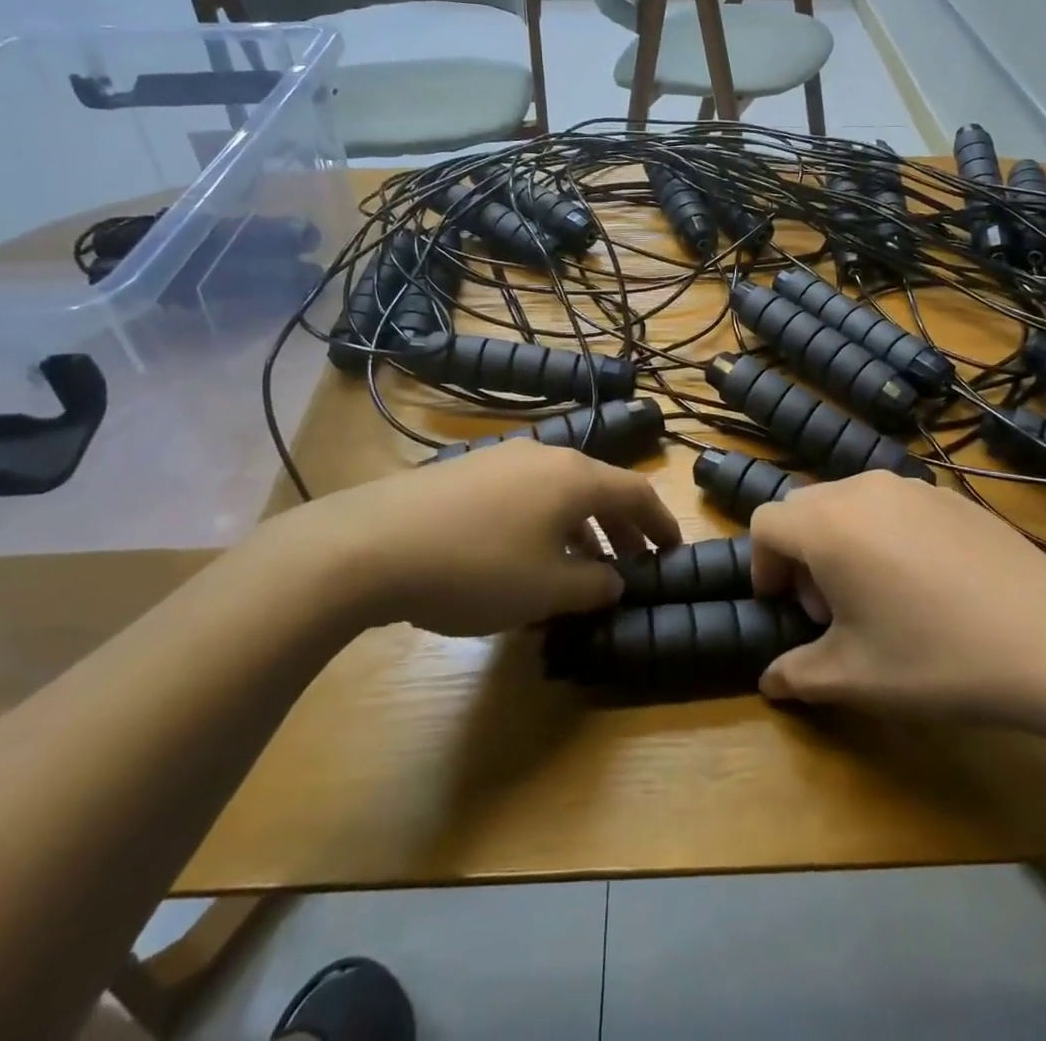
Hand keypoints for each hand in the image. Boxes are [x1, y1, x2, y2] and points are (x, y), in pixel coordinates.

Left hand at [244, 441, 679, 637]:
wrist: (372, 544)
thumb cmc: (476, 568)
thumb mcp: (546, 588)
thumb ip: (593, 584)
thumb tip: (614, 580)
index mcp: (575, 477)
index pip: (637, 492)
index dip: (661, 524)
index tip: (673, 552)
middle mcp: (545, 456)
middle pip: (599, 488)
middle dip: (621, 529)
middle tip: (631, 567)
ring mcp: (502, 459)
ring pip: (559, 493)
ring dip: (580, 530)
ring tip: (579, 572)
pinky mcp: (467, 472)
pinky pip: (525, 496)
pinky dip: (543, 525)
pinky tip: (525, 560)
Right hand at [750, 472, 1045, 724]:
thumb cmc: (937, 658)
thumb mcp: (855, 679)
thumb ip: (797, 675)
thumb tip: (769, 681)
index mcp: (827, 524)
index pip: (765, 524)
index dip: (764, 567)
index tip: (789, 610)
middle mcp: (860, 490)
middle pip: (804, 508)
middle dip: (801, 555)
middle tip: (832, 609)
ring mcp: (909, 486)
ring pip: (848, 502)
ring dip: (841, 541)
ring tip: (879, 596)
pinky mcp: (948, 495)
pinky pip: (892, 504)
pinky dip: (883, 533)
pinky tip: (926, 584)